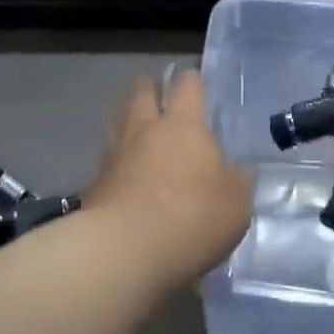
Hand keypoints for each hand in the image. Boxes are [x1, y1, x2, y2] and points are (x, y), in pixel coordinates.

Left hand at [83, 69, 250, 291]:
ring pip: (119, 120)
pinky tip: (124, 168)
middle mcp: (146, 129)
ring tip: (136, 122)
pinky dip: (117, 156)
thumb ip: (237, 183)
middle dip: (151, 88)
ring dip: (128, 116)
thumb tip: (237, 172)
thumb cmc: (191, 219)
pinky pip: (108, 157)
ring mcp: (116, 154)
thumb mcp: (235, 205)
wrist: (124, 252)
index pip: (188, 86)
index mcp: (184, 125)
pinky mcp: (96, 183)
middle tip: (158, 91)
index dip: (192, 80)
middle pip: (143, 93)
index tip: (195, 80)